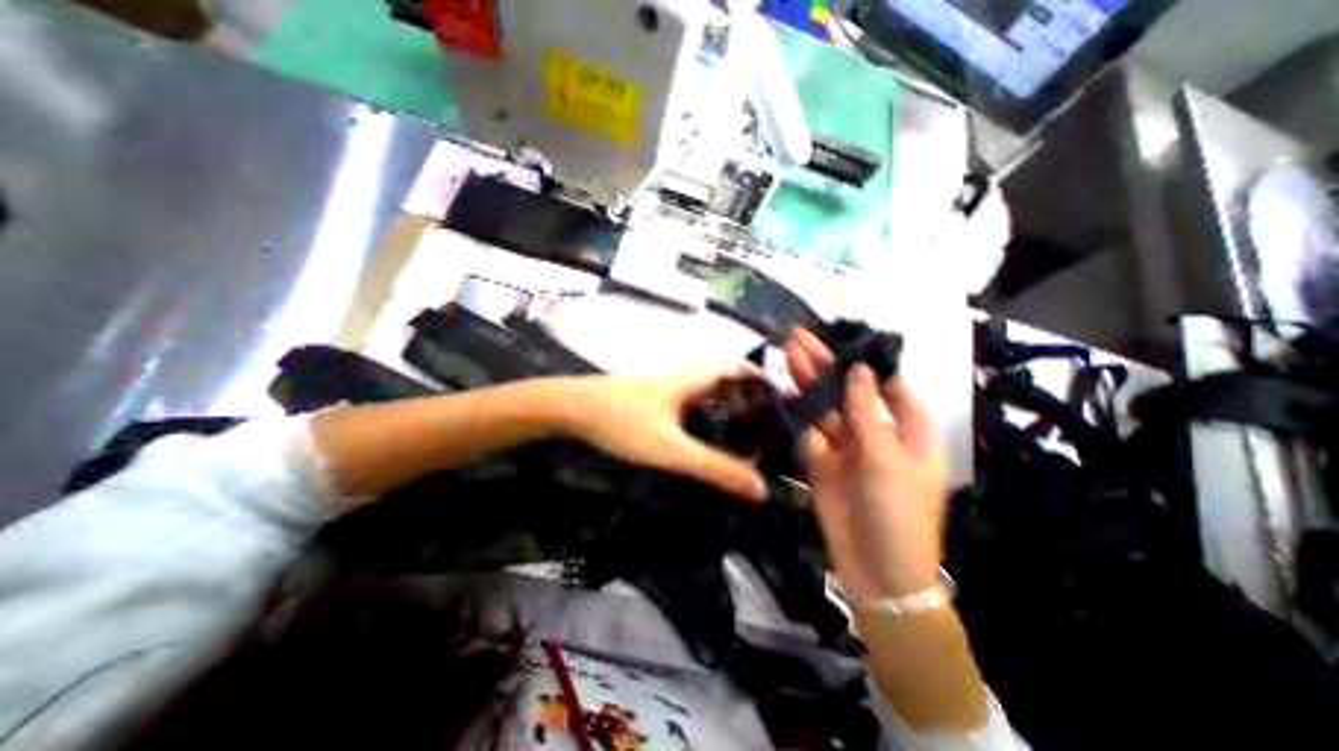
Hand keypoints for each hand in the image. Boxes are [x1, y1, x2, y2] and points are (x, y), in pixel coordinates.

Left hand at [557, 366, 769, 500]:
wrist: (570, 407)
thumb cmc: (622, 422)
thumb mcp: (671, 449)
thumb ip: (714, 467)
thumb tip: (759, 487)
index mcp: (692, 380)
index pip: (736, 367)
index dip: (761, 377)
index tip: (781, 398)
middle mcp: (682, 377)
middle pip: (724, 377)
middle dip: (747, 394)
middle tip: (765, 420)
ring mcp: (664, 387)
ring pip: (705, 389)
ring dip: (726, 402)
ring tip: (743, 429)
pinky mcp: (651, 397)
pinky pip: (689, 399)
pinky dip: (705, 411)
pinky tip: (703, 432)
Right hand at [781, 328, 946, 598]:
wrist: (878, 573)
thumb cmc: (898, 513)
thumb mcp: (887, 459)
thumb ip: (866, 412)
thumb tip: (859, 371)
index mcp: (906, 429)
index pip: (887, 384)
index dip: (864, 362)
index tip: (839, 339)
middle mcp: (875, 432)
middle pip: (848, 392)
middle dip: (825, 365)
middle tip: (799, 337)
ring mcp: (846, 447)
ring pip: (824, 408)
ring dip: (807, 384)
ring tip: (787, 354)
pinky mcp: (822, 462)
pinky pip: (809, 432)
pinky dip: (797, 414)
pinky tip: (783, 392)